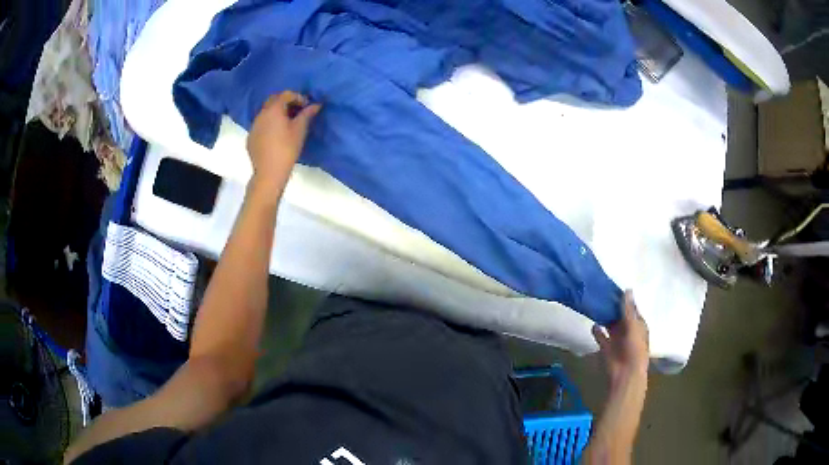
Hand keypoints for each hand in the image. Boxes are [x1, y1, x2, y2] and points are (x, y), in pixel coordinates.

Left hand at [246, 91, 320, 189]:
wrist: (269, 173)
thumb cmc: (287, 149)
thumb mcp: (300, 130)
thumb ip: (307, 114)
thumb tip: (316, 104)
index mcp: (273, 109)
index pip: (286, 94)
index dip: (298, 97)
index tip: (306, 106)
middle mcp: (261, 114)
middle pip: (273, 100)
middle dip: (285, 102)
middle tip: (297, 111)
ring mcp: (253, 126)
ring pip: (265, 112)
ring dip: (276, 113)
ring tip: (286, 124)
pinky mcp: (250, 137)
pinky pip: (261, 125)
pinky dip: (269, 124)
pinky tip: (276, 136)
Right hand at [592, 290, 649, 386]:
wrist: (626, 373)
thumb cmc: (635, 348)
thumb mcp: (634, 325)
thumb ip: (628, 309)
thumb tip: (627, 289)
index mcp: (639, 326)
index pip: (632, 310)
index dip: (625, 301)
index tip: (615, 289)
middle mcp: (629, 332)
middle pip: (620, 317)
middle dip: (613, 308)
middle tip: (602, 294)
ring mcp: (617, 341)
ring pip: (611, 326)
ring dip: (605, 318)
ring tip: (596, 305)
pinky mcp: (607, 349)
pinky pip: (601, 337)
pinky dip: (597, 331)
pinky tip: (592, 323)